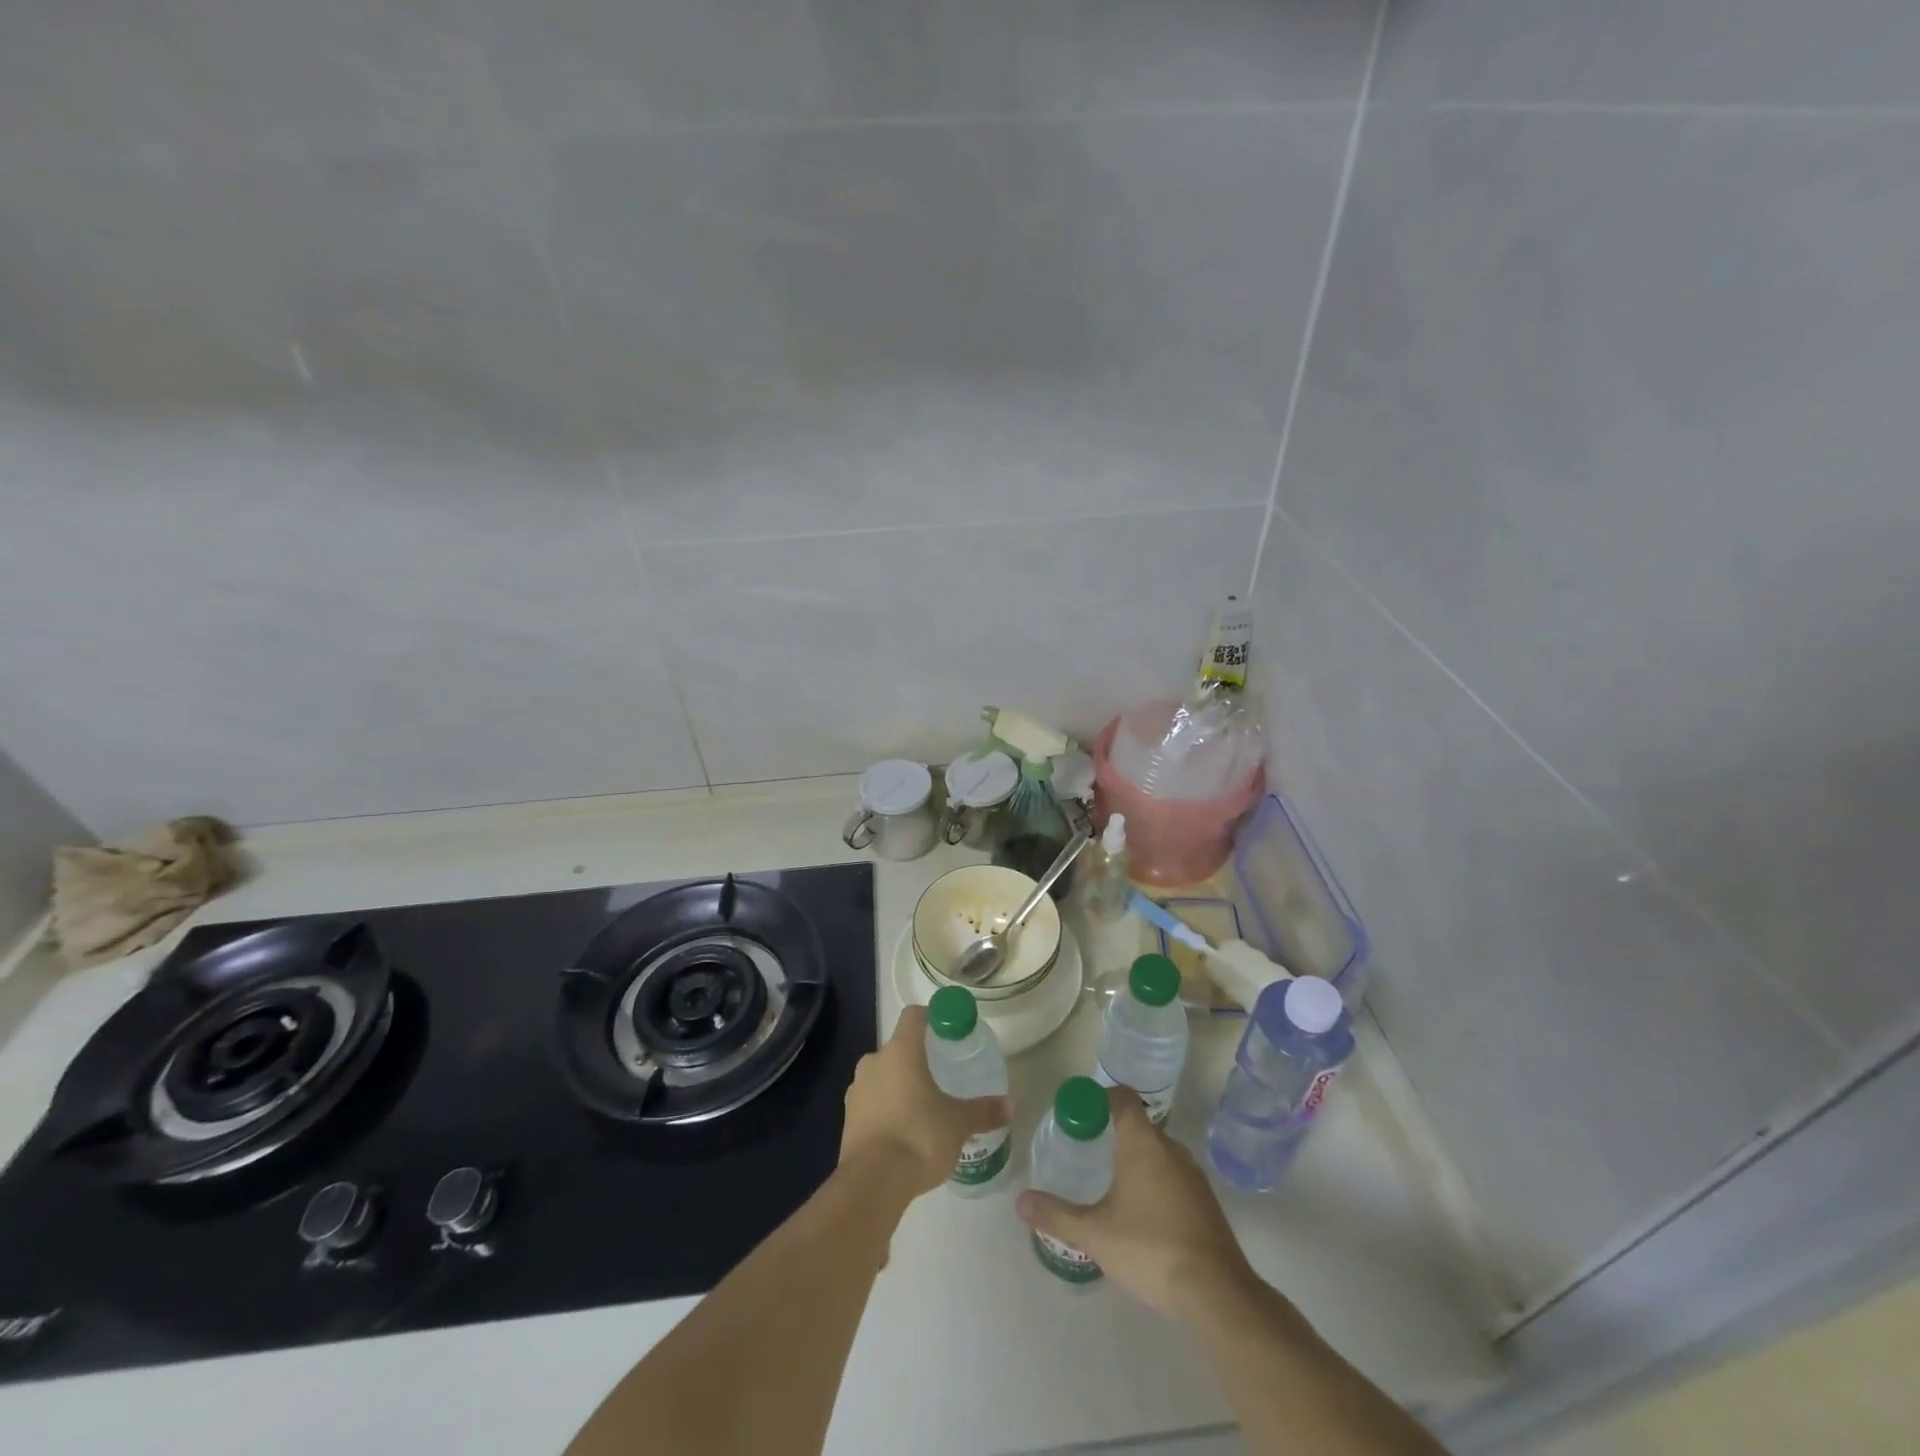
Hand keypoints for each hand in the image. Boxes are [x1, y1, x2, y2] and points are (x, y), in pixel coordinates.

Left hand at [840, 1004, 1011, 1197]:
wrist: (872, 1183)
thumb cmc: (919, 1137)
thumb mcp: (958, 1124)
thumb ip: (983, 1111)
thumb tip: (1010, 1105)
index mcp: (901, 1051)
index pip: (914, 1015)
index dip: (931, 1018)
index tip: (948, 1032)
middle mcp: (874, 1061)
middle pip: (898, 1048)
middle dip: (917, 1059)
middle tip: (941, 1077)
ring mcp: (856, 1090)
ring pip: (882, 1076)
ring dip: (899, 1086)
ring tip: (923, 1109)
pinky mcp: (847, 1119)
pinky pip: (871, 1103)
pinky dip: (886, 1110)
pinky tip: (903, 1133)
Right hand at [1017, 1087, 1254, 1321]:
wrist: (1216, 1292)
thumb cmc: (1150, 1248)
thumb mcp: (1095, 1233)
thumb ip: (1057, 1214)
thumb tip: (1020, 1202)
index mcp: (1142, 1143)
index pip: (1122, 1098)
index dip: (1100, 1098)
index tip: (1080, 1113)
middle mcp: (1170, 1148)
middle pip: (1139, 1125)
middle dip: (1113, 1132)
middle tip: (1087, 1149)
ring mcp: (1193, 1175)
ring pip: (1158, 1152)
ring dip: (1136, 1158)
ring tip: (1111, 1181)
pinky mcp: (1206, 1202)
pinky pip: (1174, 1175)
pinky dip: (1155, 1181)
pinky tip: (1142, 1212)